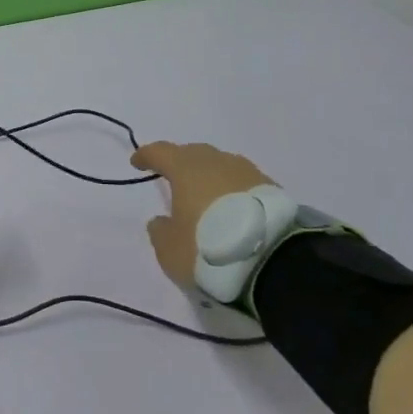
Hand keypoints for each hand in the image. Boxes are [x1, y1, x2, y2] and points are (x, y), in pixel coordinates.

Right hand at [131, 142, 277, 284]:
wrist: (275, 261)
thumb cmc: (210, 249)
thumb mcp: (171, 250)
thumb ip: (160, 231)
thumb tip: (161, 220)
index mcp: (185, 169)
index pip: (160, 152)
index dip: (147, 156)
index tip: (138, 161)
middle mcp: (215, 162)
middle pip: (192, 153)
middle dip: (180, 162)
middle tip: (173, 177)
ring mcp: (246, 172)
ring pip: (221, 165)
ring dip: (209, 175)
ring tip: (206, 194)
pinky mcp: (272, 188)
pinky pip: (243, 181)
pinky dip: (233, 189)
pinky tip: (234, 207)